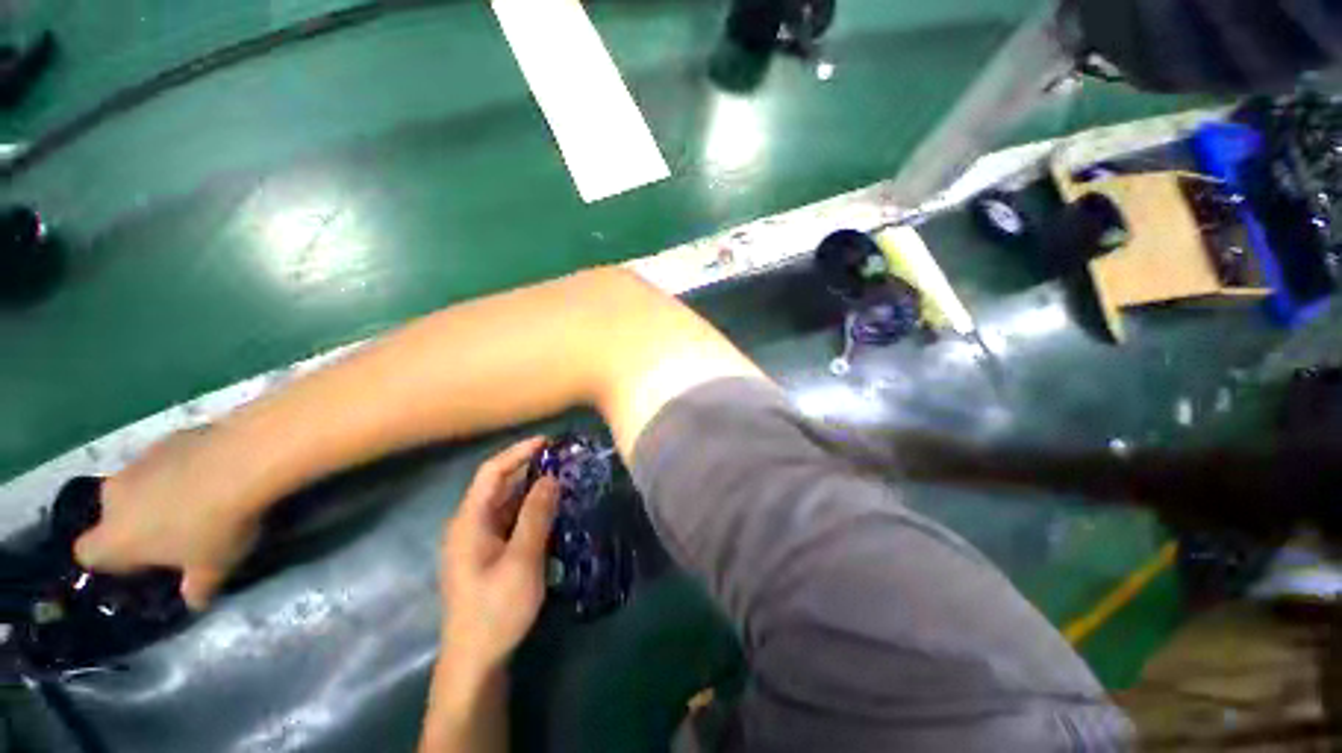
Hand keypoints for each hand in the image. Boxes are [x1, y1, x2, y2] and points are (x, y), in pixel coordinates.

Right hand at [74, 427, 262, 609]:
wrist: (243, 460)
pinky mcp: (170, 436)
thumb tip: (195, 601)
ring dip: (161, 493)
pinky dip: (184, 466)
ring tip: (205, 500)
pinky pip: (168, 458)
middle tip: (178, 533)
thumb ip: (197, 589)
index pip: (89, 555)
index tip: (142, 564)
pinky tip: (219, 471)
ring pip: (139, 483)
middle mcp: (114, 496)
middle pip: (114, 514)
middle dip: (138, 523)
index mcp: (114, 537)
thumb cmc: (217, 526)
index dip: (112, 561)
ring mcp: (139, 460)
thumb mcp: (212, 569)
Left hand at [440, 437, 559, 672]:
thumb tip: (551, 478)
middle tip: (563, 461)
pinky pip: (511, 521)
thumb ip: (536, 515)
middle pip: (499, 485)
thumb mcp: (522, 560)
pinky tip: (552, 512)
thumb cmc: (496, 609)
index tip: (548, 442)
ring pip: (507, 504)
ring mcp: (478, 541)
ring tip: (563, 480)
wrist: (476, 662)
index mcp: (469, 521)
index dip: (518, 452)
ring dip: (533, 490)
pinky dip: (531, 510)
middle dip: (530, 469)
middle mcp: (470, 525)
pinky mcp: (488, 555)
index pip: (492, 472)